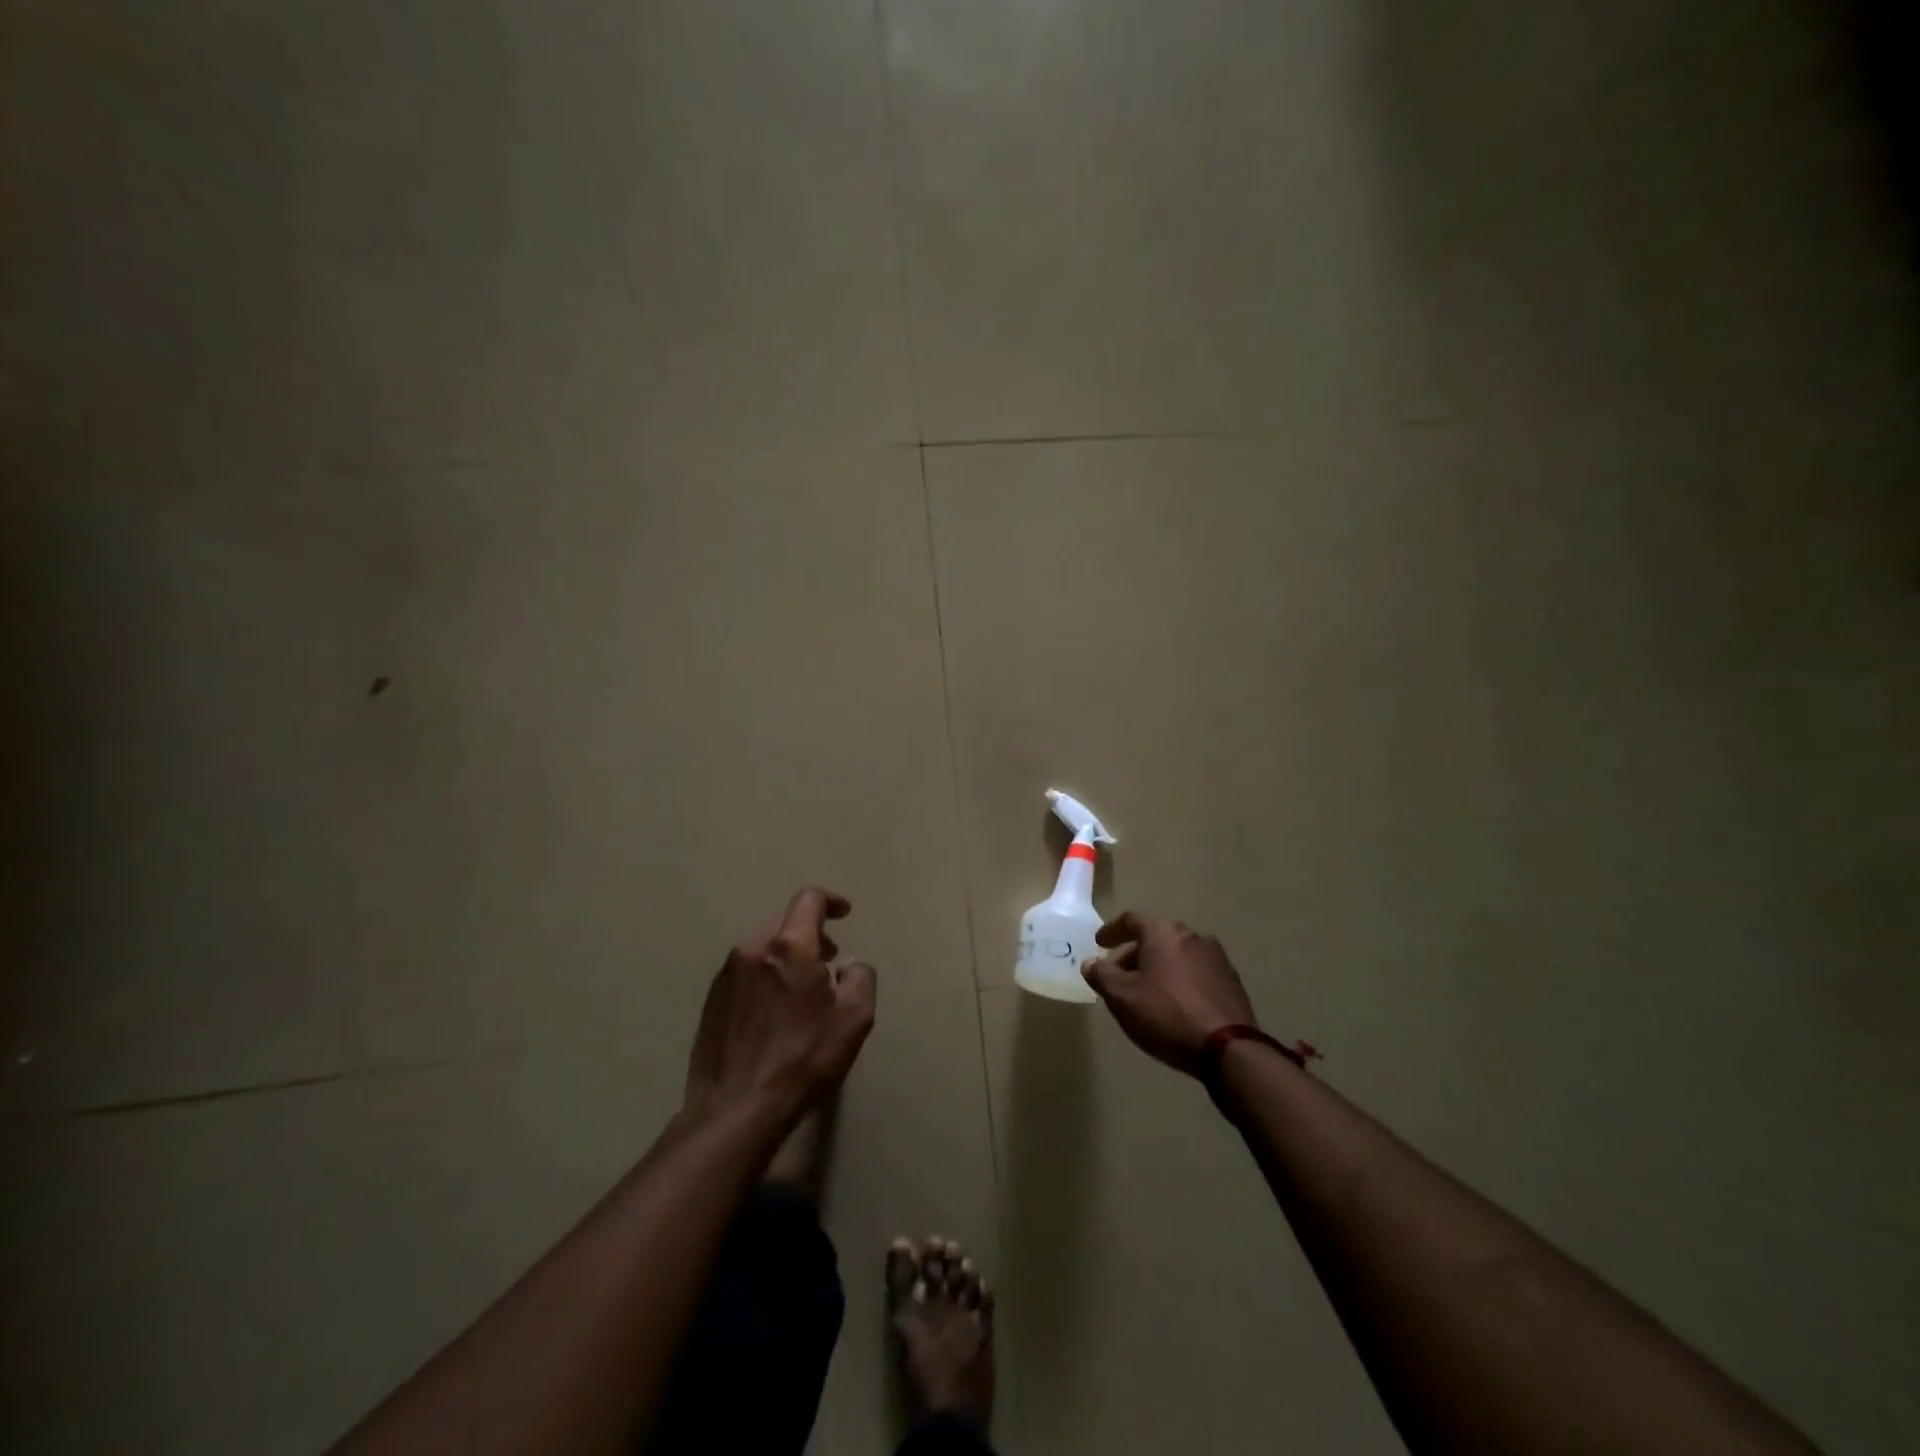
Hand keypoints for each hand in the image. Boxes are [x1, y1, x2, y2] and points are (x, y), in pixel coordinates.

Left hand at [685, 887, 877, 1123]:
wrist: (734, 1111)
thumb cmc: (802, 1060)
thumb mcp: (854, 1019)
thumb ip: (860, 977)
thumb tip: (846, 966)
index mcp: (787, 947)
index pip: (808, 900)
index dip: (830, 901)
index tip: (844, 914)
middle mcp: (751, 950)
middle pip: (784, 921)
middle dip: (810, 932)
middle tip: (830, 959)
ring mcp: (726, 976)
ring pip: (763, 947)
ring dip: (787, 955)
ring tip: (803, 989)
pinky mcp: (712, 1002)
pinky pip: (746, 972)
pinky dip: (766, 975)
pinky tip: (775, 1011)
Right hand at [1081, 912, 1256, 1076]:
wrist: (1228, 1048)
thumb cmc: (1166, 1015)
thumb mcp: (1122, 997)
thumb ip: (1101, 975)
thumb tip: (1090, 962)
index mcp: (1163, 932)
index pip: (1131, 920)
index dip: (1112, 930)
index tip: (1099, 943)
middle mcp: (1191, 935)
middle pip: (1155, 937)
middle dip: (1134, 953)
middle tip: (1119, 974)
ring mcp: (1216, 957)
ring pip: (1177, 954)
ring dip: (1158, 967)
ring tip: (1146, 991)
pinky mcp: (1231, 980)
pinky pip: (1195, 972)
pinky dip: (1179, 979)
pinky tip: (1174, 1003)